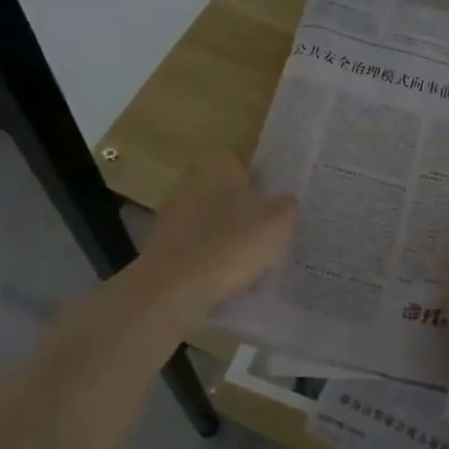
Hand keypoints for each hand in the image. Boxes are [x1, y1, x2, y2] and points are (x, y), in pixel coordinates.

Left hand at [135, 151, 297, 311]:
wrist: (174, 288)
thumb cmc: (232, 244)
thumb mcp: (279, 223)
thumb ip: (287, 205)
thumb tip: (285, 201)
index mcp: (219, 166)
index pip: (241, 161)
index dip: (259, 179)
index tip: (274, 201)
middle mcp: (191, 181)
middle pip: (224, 190)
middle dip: (242, 207)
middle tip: (266, 230)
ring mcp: (172, 213)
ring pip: (209, 218)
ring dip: (225, 233)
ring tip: (249, 259)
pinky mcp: (161, 244)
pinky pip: (195, 244)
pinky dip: (208, 255)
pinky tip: (224, 275)